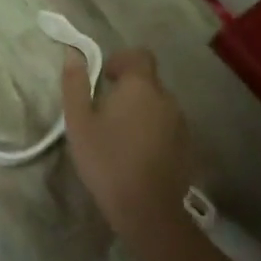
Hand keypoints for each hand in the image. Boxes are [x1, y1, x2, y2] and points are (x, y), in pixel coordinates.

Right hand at [61, 46, 194, 241]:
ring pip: (158, 104)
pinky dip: (152, 130)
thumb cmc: (106, 159)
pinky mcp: (186, 145)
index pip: (139, 55)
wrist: (146, 208)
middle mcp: (166, 98)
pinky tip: (136, 153)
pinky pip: (166, 125)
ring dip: (140, 110)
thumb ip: (75, 84)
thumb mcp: (79, 121)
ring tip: (119, 135)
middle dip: (128, 89)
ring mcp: (180, 122)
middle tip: (104, 112)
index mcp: (140, 86)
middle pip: (148, 81)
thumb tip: (73, 53)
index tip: (104, 78)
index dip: (121, 60)